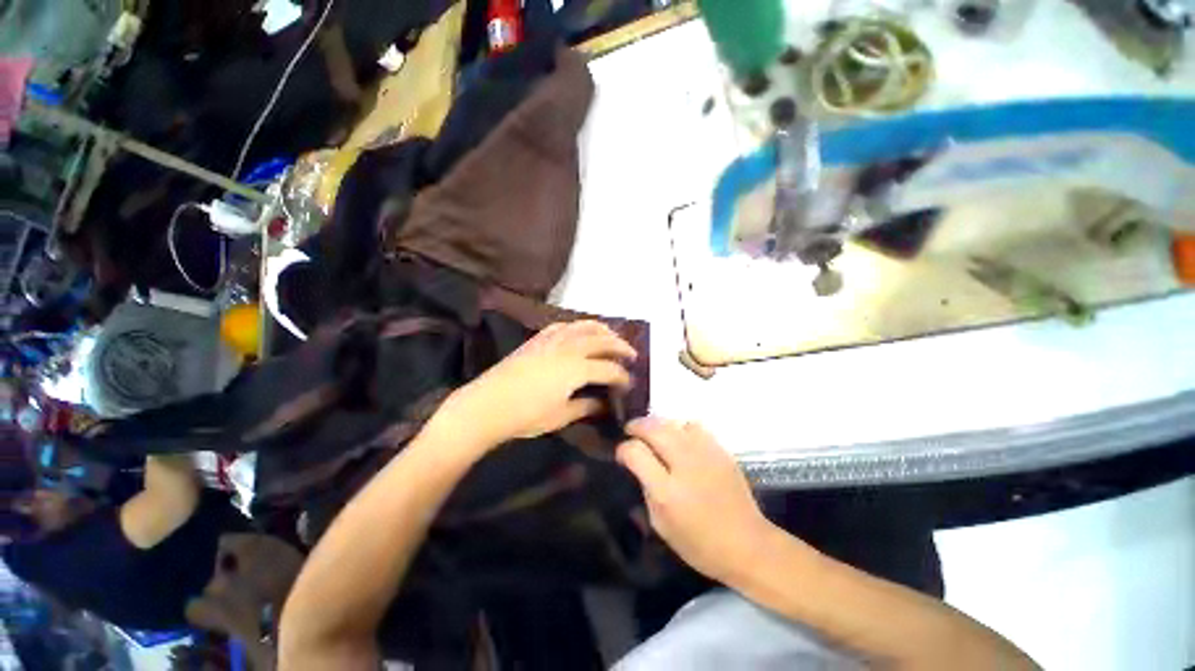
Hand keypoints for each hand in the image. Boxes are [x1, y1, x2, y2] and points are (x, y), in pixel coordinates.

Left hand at [438, 320, 636, 451]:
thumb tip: (603, 404)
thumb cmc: (525, 416)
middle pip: (601, 340)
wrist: (486, 406)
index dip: (622, 376)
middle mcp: (567, 349)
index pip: (608, 368)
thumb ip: (585, 406)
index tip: (630, 383)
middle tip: (631, 355)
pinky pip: (562, 326)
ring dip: (601, 329)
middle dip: (620, 346)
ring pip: (583, 326)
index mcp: (576, 369)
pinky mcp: (537, 340)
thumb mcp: (560, 416)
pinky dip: (577, 326)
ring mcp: (551, 340)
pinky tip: (580, 331)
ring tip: (612, 336)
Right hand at [616, 418, 775, 581]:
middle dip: (637, 426)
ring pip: (674, 422)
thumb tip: (639, 466)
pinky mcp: (721, 450)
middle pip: (654, 428)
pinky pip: (694, 426)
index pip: (636, 452)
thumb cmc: (700, 544)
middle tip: (631, 431)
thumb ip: (647, 490)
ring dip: (659, 425)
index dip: (624, 449)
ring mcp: (705, 454)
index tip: (622, 453)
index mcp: (667, 491)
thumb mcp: (661, 525)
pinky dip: (681, 428)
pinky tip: (681, 439)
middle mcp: (685, 465)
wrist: (748, 545)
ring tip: (655, 434)